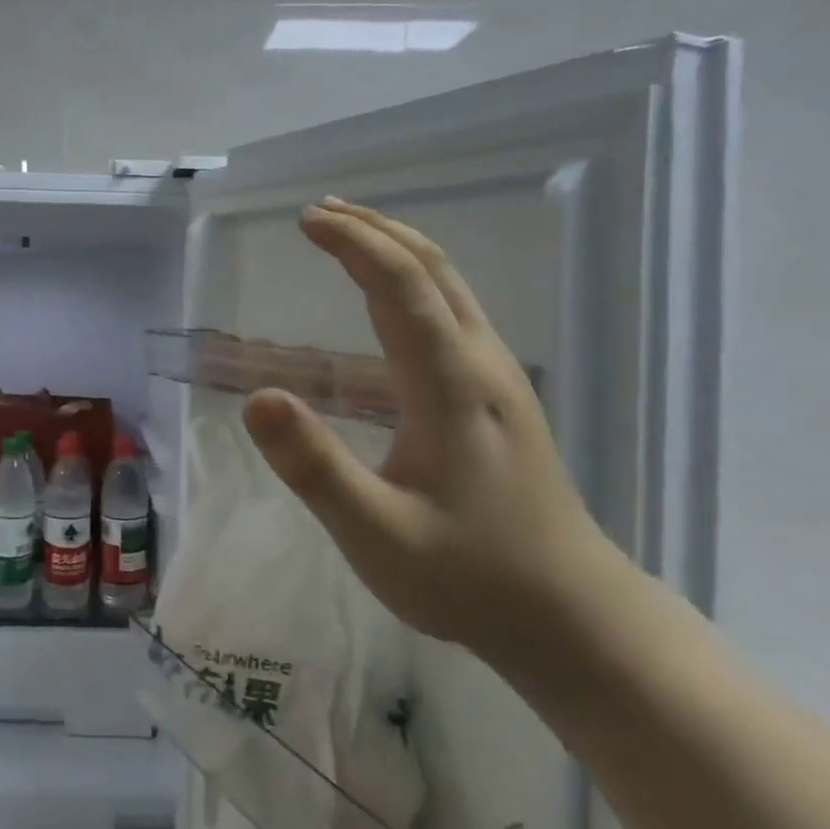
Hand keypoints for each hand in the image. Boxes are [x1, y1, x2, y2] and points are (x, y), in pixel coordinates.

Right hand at [242, 197, 611, 659]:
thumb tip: (258, 397)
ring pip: (449, 286)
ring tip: (350, 235)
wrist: (572, 616)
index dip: (353, 243)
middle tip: (320, 212)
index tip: (306, 220)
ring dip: (397, 249)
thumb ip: (314, 467)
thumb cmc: (469, 576)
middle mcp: (481, 365)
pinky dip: (414, 281)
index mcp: (451, 385)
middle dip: (375, 230)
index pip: (400, 285)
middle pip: (432, 269)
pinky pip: (453, 312)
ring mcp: (498, 379)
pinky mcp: (499, 398)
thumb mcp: (376, 533)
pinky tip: (391, 300)